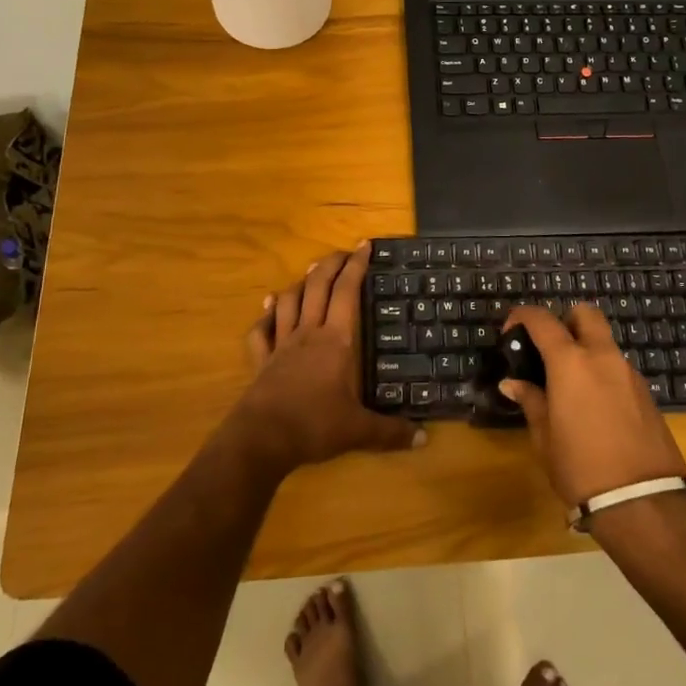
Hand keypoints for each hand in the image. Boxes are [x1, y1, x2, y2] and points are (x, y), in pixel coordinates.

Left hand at [234, 243, 421, 473]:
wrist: (262, 438)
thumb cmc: (314, 425)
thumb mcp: (358, 431)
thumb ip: (390, 433)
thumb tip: (424, 439)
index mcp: (336, 340)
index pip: (347, 292)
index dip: (356, 266)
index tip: (364, 246)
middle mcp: (308, 333)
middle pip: (317, 286)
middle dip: (330, 264)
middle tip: (343, 252)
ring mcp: (281, 344)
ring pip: (290, 301)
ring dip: (301, 283)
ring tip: (310, 272)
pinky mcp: (261, 361)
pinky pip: (261, 330)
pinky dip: (266, 315)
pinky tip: (269, 306)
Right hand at [499, 304, 685, 505]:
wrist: (644, 504)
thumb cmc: (581, 469)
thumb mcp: (545, 438)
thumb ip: (531, 401)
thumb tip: (513, 382)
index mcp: (571, 362)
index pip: (543, 320)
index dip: (522, 317)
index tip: (511, 332)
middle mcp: (602, 357)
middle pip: (585, 314)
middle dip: (565, 320)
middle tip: (549, 349)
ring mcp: (629, 373)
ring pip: (605, 342)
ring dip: (586, 349)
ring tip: (570, 385)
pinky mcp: (647, 394)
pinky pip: (619, 368)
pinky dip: (603, 373)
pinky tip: (595, 407)